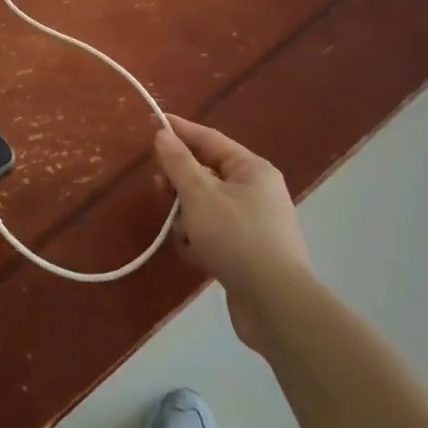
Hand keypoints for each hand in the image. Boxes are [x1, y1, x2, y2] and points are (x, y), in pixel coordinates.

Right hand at [154, 114, 310, 353]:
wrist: (276, 305)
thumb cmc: (236, 238)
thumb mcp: (200, 195)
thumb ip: (178, 163)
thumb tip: (163, 133)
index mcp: (252, 169)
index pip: (209, 139)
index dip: (179, 130)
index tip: (152, 122)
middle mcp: (257, 191)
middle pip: (207, 173)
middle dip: (180, 183)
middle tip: (159, 189)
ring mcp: (254, 224)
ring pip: (207, 206)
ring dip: (188, 218)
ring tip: (183, 235)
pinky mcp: (249, 253)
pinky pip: (214, 234)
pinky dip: (200, 241)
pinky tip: (194, 256)